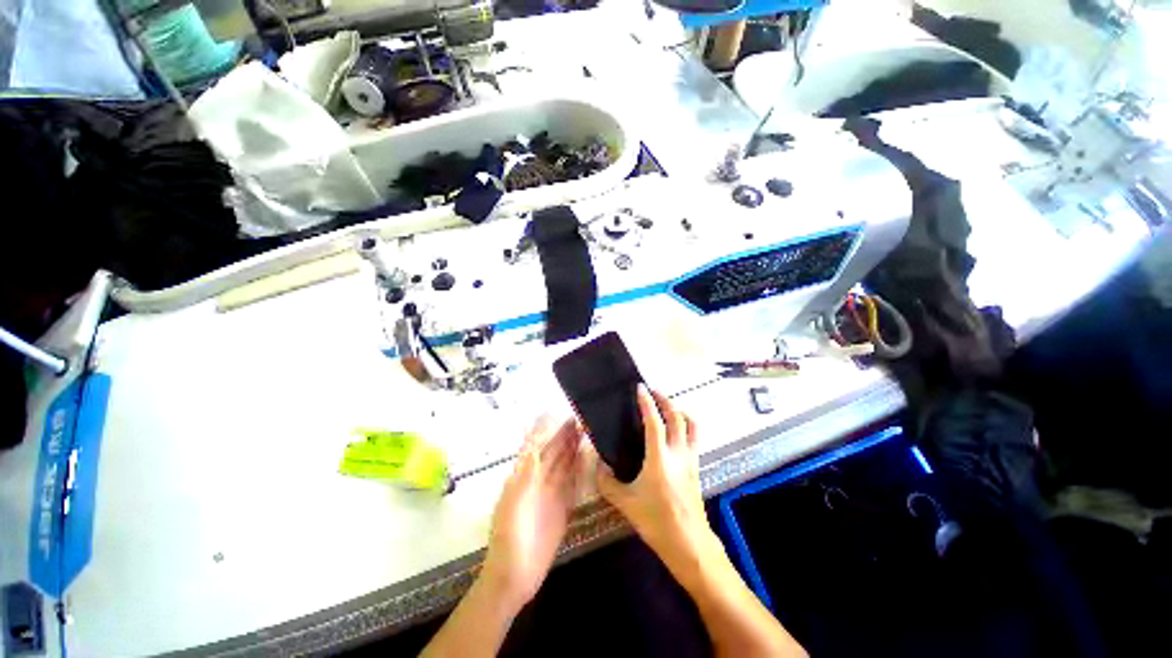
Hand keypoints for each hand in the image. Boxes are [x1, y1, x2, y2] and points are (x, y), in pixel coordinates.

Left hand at [482, 416, 581, 608]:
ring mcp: (550, 494)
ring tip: (586, 432)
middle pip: (552, 454)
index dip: (546, 430)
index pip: (535, 447)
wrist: (515, 575)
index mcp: (522, 477)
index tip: (559, 415)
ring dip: (573, 449)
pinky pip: (572, 483)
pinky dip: (579, 470)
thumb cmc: (510, 536)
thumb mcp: (514, 500)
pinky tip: (588, 459)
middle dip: (564, 437)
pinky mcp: (562, 508)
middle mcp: (537, 481)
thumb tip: (533, 443)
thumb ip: (525, 472)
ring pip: (563, 466)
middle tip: (580, 420)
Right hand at [595, 386, 714, 570]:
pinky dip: (687, 425)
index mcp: (659, 459)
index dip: (647, 402)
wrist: (690, 545)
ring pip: (692, 425)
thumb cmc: (656, 522)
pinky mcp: (697, 467)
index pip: (654, 421)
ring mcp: (691, 459)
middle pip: (677, 416)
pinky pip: (695, 437)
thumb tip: (599, 464)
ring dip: (679, 410)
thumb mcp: (625, 503)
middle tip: (653, 391)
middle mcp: (678, 453)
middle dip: (665, 399)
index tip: (640, 388)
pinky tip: (676, 431)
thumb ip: (607, 482)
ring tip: (667, 406)